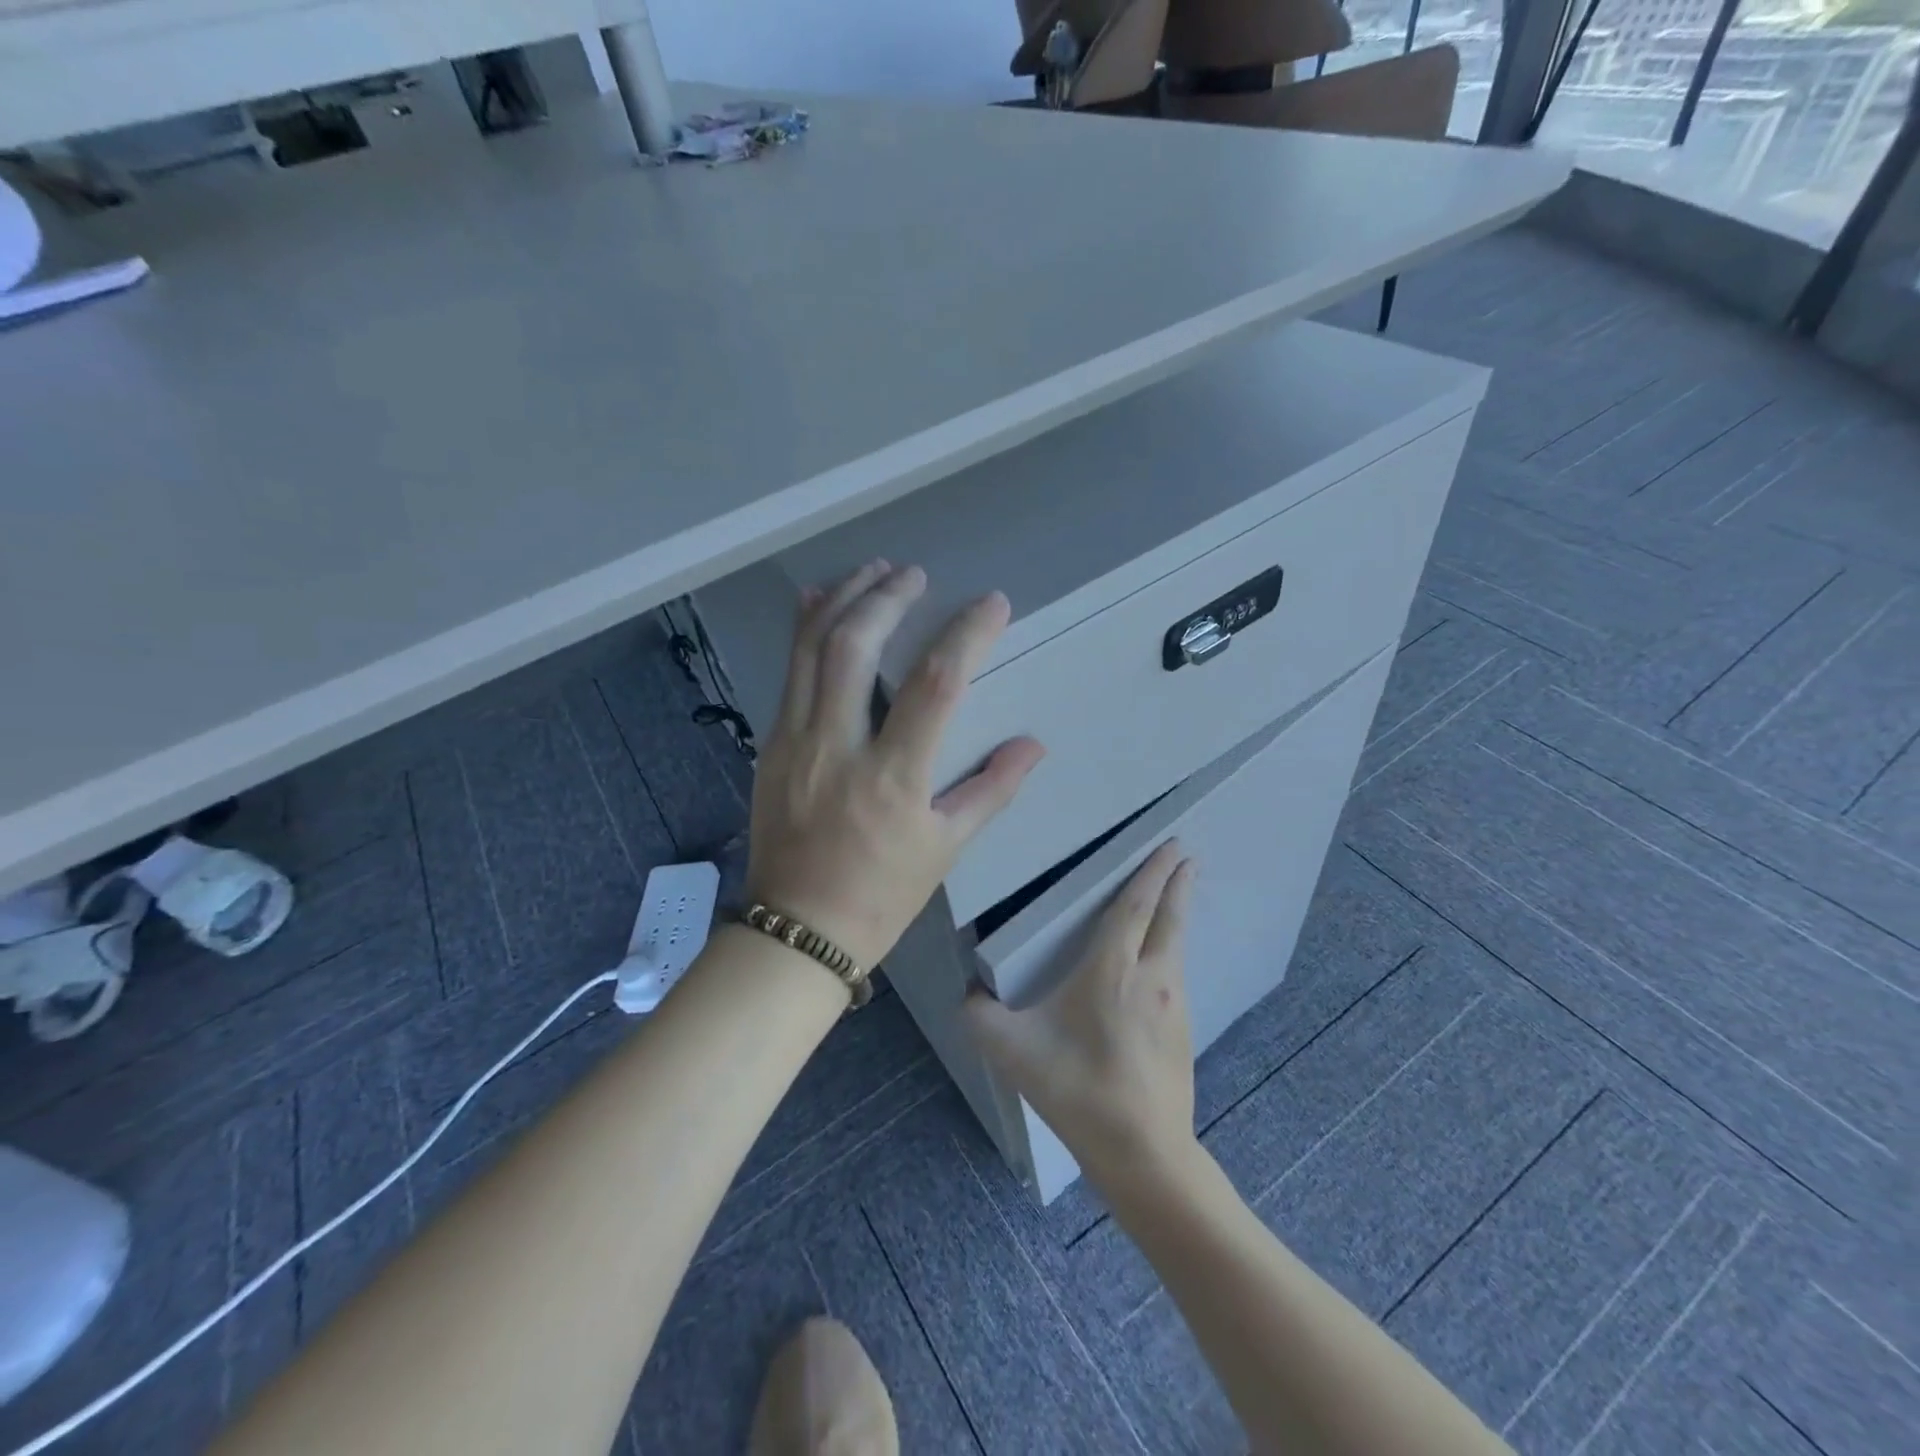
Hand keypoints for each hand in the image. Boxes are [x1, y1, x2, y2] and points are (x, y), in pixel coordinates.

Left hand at [745, 560, 1045, 972]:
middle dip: (887, 598)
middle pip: (856, 648)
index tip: (991, 604)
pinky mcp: (771, 745)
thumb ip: (990, 790)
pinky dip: (804, 632)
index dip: (966, 635)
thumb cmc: (882, 894)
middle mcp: (838, 746)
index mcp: (893, 776)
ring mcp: (796, 741)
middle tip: (913, 573)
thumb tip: (1032, 745)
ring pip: (811, 651)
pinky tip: (818, 604)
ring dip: (842, 601)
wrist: (798, 929)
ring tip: (871, 571)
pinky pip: (787, 674)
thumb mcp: (945, 848)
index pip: (935, 684)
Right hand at [964, 842, 1198, 1180]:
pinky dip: (1172, 950)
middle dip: (1177, 883)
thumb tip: (967, 994)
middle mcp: (1151, 978)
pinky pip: (1176, 975)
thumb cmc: (1076, 1089)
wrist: (1142, 1153)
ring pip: (1176, 946)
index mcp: (1112, 969)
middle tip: (1185, 854)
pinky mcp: (1184, 1032)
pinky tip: (1162, 963)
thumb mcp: (1012, 1051)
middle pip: (1169, 917)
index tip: (1171, 845)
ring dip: (1176, 916)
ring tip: (1175, 898)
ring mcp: (1174, 1006)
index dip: (1151, 872)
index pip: (1135, 907)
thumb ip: (978, 1016)